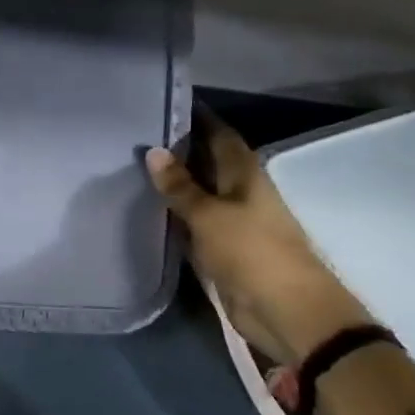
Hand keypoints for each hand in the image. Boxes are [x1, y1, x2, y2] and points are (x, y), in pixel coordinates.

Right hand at [145, 114, 373, 365]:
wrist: (285, 312)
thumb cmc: (252, 252)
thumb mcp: (209, 214)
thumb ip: (180, 185)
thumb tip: (152, 150)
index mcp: (244, 173)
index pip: (218, 133)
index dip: (195, 118)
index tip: (162, 103)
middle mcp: (238, 191)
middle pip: (205, 162)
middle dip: (176, 150)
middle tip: (133, 134)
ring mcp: (230, 221)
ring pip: (196, 194)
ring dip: (172, 184)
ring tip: (129, 166)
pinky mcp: (221, 249)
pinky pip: (191, 224)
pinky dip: (172, 215)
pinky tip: (144, 208)